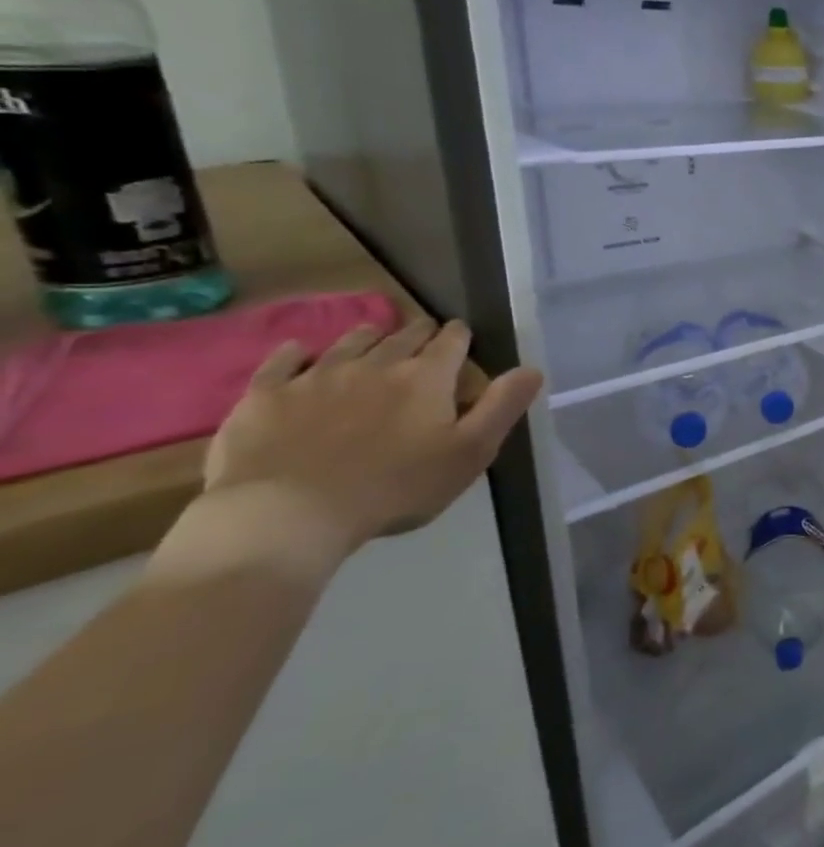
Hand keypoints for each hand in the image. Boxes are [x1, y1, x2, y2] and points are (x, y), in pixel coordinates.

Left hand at [197, 317, 543, 572]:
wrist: (289, 513)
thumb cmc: (396, 486)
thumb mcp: (469, 453)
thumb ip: (502, 407)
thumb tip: (532, 369)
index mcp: (426, 378)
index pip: (451, 342)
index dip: (460, 336)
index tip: (462, 335)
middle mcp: (375, 364)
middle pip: (402, 336)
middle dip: (418, 332)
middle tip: (425, 334)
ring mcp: (316, 376)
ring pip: (349, 342)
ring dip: (368, 337)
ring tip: (374, 337)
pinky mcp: (267, 396)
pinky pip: (283, 361)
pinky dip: (298, 353)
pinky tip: (300, 353)